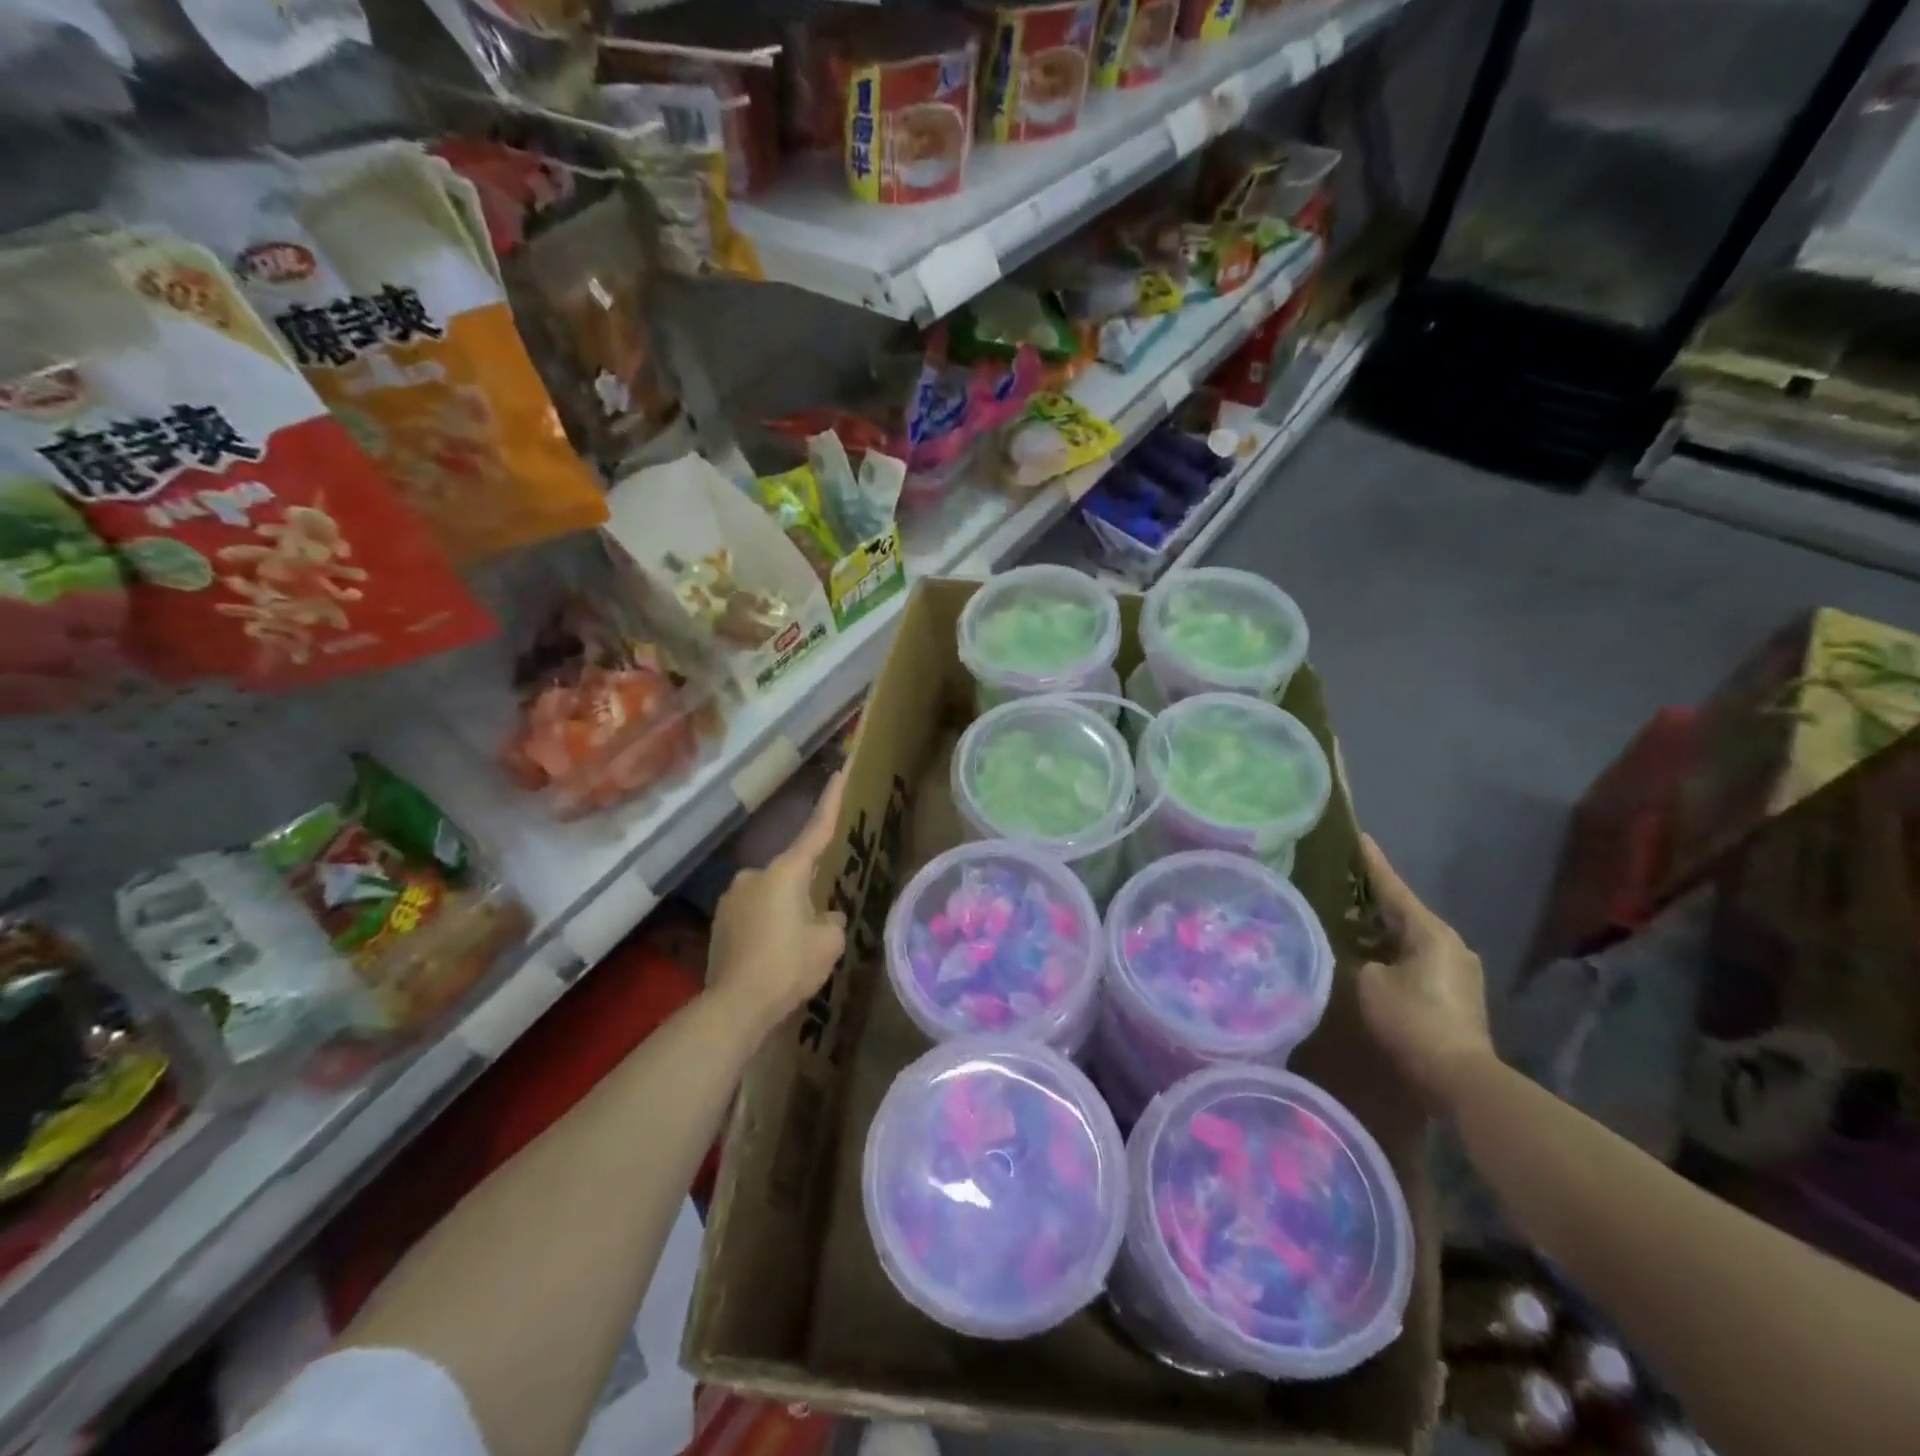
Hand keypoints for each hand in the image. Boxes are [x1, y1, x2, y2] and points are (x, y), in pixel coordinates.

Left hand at [707, 769, 848, 1035]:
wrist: (736, 1005)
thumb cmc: (789, 966)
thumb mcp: (829, 942)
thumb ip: (831, 919)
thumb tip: (823, 915)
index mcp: (786, 872)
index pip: (816, 830)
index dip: (831, 801)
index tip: (839, 772)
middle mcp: (755, 875)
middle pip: (793, 873)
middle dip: (807, 890)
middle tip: (818, 923)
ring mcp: (732, 897)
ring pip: (772, 895)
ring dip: (785, 910)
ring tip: (793, 948)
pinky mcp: (720, 921)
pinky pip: (754, 914)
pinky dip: (767, 926)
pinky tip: (772, 955)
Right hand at [1355, 834, 1495, 1113]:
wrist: (1459, 1078)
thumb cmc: (1411, 1020)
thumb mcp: (1369, 982)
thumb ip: (1359, 957)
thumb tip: (1359, 956)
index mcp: (1429, 931)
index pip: (1393, 888)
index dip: (1372, 863)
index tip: (1359, 837)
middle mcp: (1449, 942)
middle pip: (1404, 911)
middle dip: (1374, 898)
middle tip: (1343, 882)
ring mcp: (1458, 968)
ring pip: (1411, 936)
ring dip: (1383, 928)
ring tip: (1351, 920)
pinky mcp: (1457, 992)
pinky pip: (1417, 957)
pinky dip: (1393, 950)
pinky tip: (1372, 955)